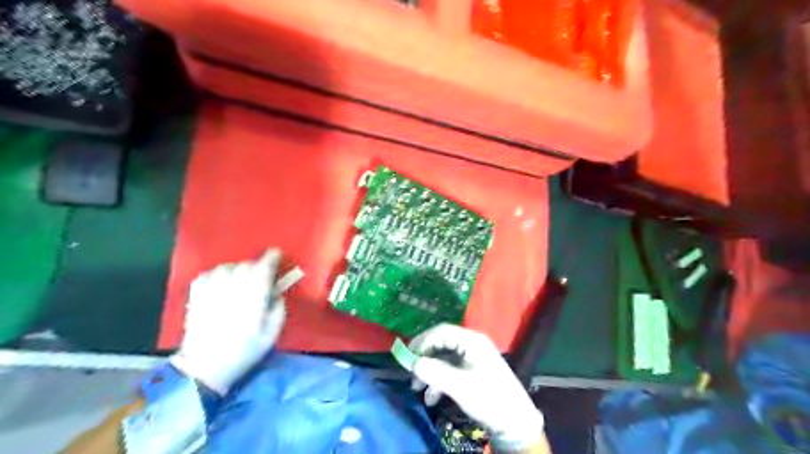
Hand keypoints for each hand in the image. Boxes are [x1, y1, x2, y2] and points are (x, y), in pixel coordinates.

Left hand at [169, 249, 286, 394]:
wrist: (204, 368)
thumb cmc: (244, 352)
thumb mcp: (271, 334)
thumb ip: (278, 309)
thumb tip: (276, 292)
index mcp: (252, 299)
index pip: (262, 269)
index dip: (271, 259)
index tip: (276, 253)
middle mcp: (231, 290)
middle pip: (246, 266)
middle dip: (257, 266)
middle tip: (262, 275)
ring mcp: (211, 292)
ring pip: (227, 267)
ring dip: (238, 269)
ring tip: (242, 278)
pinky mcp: (196, 296)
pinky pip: (208, 274)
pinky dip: (218, 273)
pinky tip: (222, 281)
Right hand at [412, 324, 543, 449]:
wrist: (515, 422)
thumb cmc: (489, 398)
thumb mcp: (459, 386)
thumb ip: (435, 372)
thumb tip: (413, 363)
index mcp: (472, 341)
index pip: (441, 331)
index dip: (423, 341)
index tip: (408, 356)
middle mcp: (471, 344)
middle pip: (441, 343)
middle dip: (424, 358)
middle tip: (410, 372)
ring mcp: (472, 357)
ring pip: (444, 358)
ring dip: (429, 371)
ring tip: (417, 389)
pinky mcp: (472, 371)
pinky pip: (450, 369)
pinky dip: (438, 381)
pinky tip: (431, 398)